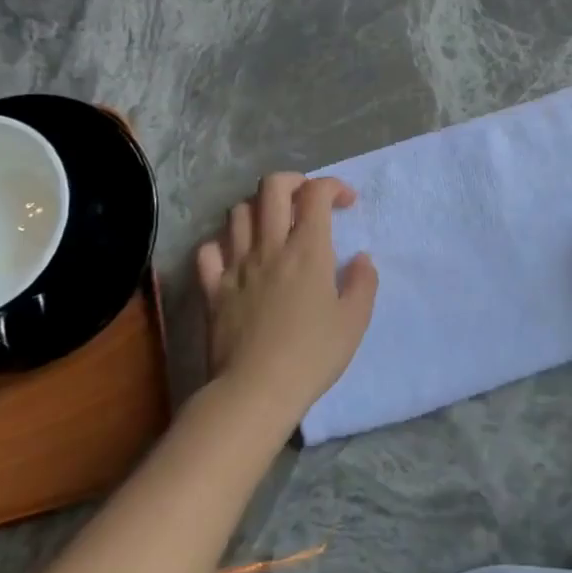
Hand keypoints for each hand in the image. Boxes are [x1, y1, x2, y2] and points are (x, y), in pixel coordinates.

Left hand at [196, 173, 378, 430]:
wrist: (255, 391)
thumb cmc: (312, 355)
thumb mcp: (354, 321)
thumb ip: (363, 283)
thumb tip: (361, 259)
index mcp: (308, 249)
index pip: (317, 193)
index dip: (333, 186)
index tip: (346, 203)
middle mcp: (270, 246)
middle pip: (272, 187)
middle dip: (293, 181)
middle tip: (307, 199)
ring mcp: (236, 265)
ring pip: (238, 212)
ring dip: (258, 209)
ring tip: (273, 225)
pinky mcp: (212, 288)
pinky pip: (208, 249)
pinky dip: (222, 243)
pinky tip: (236, 255)